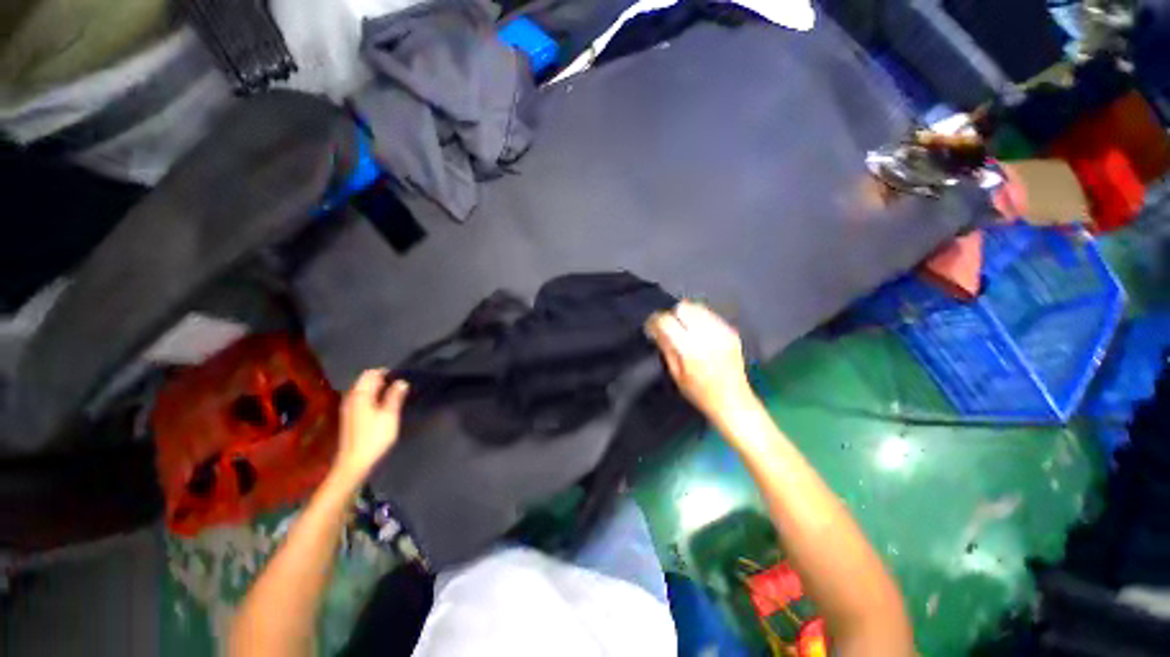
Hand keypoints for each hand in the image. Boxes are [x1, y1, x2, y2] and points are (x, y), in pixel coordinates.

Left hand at [333, 369, 409, 484]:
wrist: (355, 463)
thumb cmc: (374, 437)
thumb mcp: (389, 415)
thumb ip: (395, 396)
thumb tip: (401, 382)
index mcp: (360, 395)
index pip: (370, 374)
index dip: (386, 372)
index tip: (402, 376)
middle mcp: (352, 398)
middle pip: (366, 381)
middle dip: (383, 380)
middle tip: (401, 385)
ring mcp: (350, 408)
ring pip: (365, 391)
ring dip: (379, 389)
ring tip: (396, 394)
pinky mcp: (351, 418)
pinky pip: (363, 400)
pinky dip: (374, 398)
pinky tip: (385, 405)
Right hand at [646, 301, 755, 423]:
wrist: (734, 401)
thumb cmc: (700, 393)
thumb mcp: (676, 374)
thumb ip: (666, 347)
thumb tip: (655, 329)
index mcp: (691, 349)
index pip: (667, 321)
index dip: (655, 321)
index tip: (651, 328)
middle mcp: (708, 335)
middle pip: (683, 308)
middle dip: (672, 316)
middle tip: (669, 329)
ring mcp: (722, 331)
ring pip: (697, 307)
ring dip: (686, 315)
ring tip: (684, 329)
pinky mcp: (731, 331)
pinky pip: (710, 315)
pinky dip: (700, 319)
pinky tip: (698, 332)